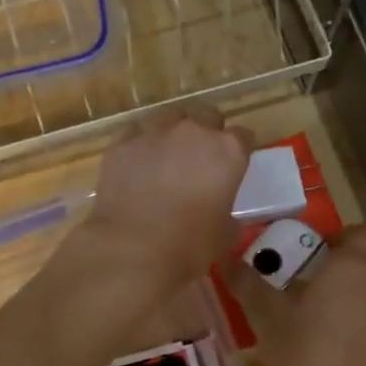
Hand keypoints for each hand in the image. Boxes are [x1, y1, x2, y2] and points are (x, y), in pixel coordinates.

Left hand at [76, 105, 253, 293]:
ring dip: (173, 131)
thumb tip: (224, 218)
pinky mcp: (122, 142)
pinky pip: (135, 131)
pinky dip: (140, 142)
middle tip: (200, 159)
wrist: (133, 249)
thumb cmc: (189, 246)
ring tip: (167, 155)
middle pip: (208, 116)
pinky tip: (137, 161)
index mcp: (228, 151)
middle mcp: (194, 132)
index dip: (239, 151)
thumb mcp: (224, 236)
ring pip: (170, 117)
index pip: (243, 136)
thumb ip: (228, 217)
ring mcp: (155, 132)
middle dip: (208, 132)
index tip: (233, 166)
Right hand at [227, 224, 365, 365]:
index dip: (344, 233)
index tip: (315, 245)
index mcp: (354, 266)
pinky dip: (363, 313)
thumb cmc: (304, 354)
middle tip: (321, 267)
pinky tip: (332, 331)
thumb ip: (247, 283)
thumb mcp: (266, 317)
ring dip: (361, 284)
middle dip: (359, 255)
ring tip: (321, 300)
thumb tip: (226, 258)